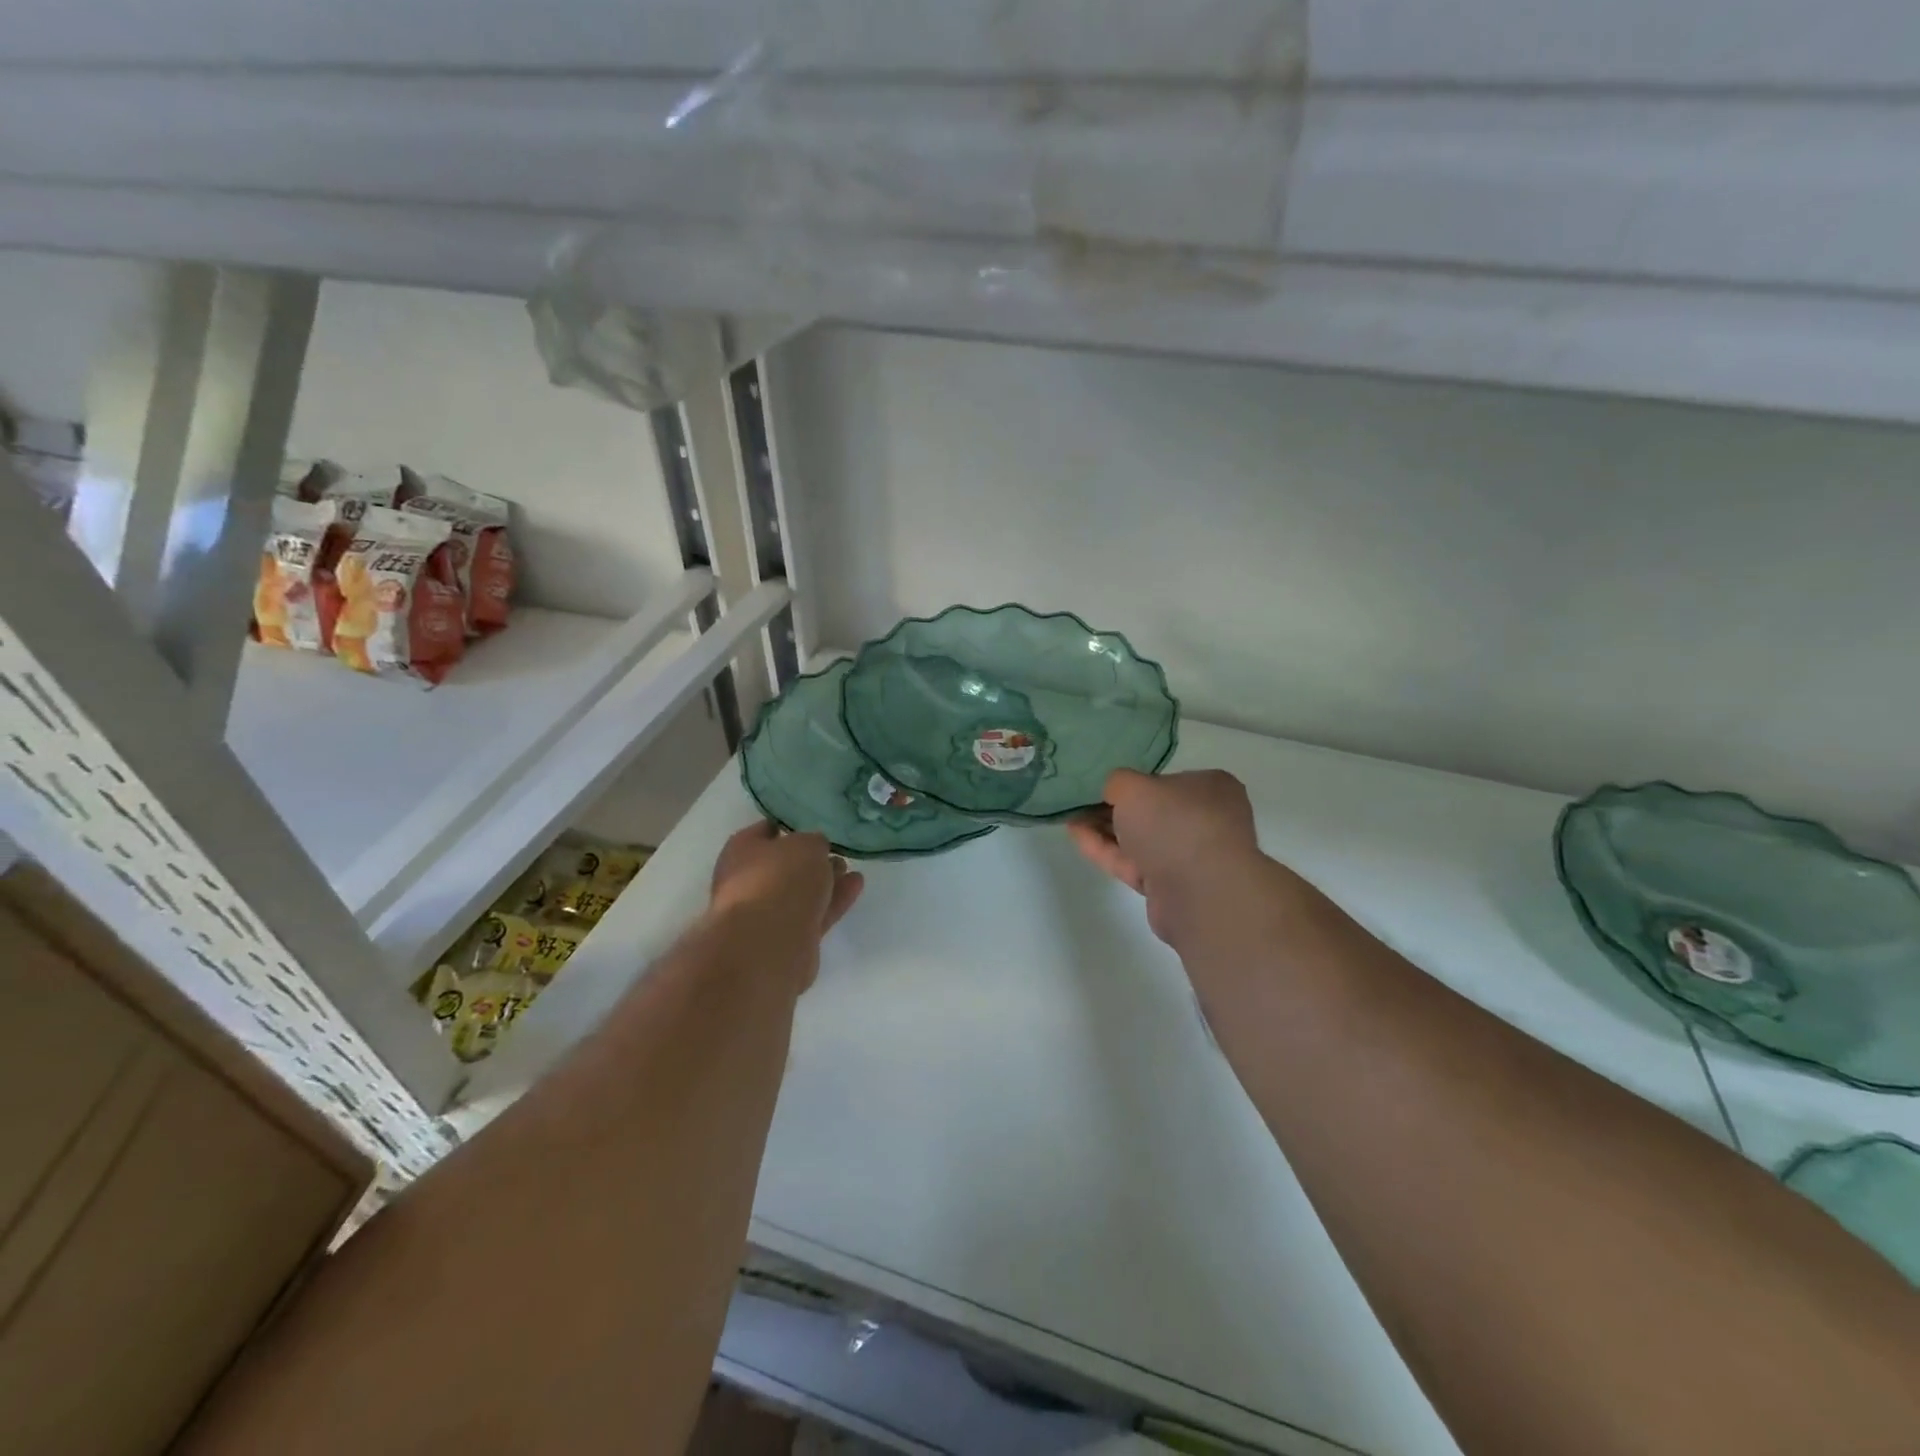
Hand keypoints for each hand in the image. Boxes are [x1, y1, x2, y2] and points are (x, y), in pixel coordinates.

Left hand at [709, 822, 864, 987]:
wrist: (769, 944)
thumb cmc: (781, 879)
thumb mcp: (807, 844)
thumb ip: (814, 842)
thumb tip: (815, 850)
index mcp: (741, 851)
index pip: (765, 830)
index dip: (789, 826)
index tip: (814, 824)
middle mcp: (748, 881)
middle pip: (783, 865)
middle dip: (810, 859)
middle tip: (836, 850)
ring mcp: (766, 913)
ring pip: (800, 892)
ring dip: (824, 881)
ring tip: (850, 869)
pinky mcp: (787, 939)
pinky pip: (814, 913)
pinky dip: (833, 900)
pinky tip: (855, 887)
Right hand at [1069, 769, 1264, 944]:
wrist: (1200, 893)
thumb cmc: (1174, 824)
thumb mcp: (1135, 786)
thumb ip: (1117, 781)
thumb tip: (1114, 791)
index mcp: (1211, 787)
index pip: (1167, 780)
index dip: (1135, 782)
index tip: (1104, 784)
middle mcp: (1206, 820)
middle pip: (1152, 811)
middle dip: (1115, 808)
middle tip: (1080, 801)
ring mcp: (1190, 856)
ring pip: (1141, 839)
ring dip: (1105, 829)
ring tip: (1070, 817)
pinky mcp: (1171, 886)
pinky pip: (1134, 863)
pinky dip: (1106, 850)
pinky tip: (1076, 836)